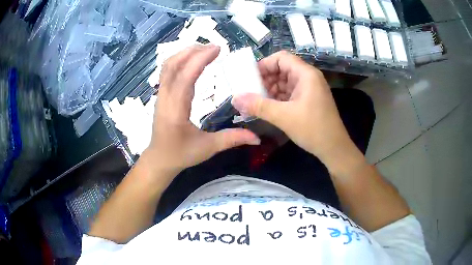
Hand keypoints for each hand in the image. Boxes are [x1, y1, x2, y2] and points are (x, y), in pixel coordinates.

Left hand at [145, 44, 259, 176]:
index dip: (200, 59)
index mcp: (175, 110)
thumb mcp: (207, 148)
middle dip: (193, 51)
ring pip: (168, 66)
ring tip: (204, 49)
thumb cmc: (181, 154)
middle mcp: (165, 98)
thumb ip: (231, 139)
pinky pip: (167, 71)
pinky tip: (192, 60)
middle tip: (214, 47)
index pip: (185, 77)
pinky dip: (179, 60)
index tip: (218, 49)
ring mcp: (161, 95)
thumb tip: (256, 137)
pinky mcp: (161, 95)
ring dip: (185, 53)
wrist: (160, 159)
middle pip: (173, 65)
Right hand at [231, 51, 360, 170]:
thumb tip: (235, 98)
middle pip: (282, 68)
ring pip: (284, 81)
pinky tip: (266, 107)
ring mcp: (309, 89)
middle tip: (249, 91)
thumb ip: (258, 106)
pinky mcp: (308, 99)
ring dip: (270, 89)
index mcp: (306, 74)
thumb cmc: (313, 129)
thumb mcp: (283, 117)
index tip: (249, 77)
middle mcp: (308, 77)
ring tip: (255, 101)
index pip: (281, 57)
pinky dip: (277, 97)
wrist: (334, 148)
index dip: (264, 64)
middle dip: (265, 78)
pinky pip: (289, 92)